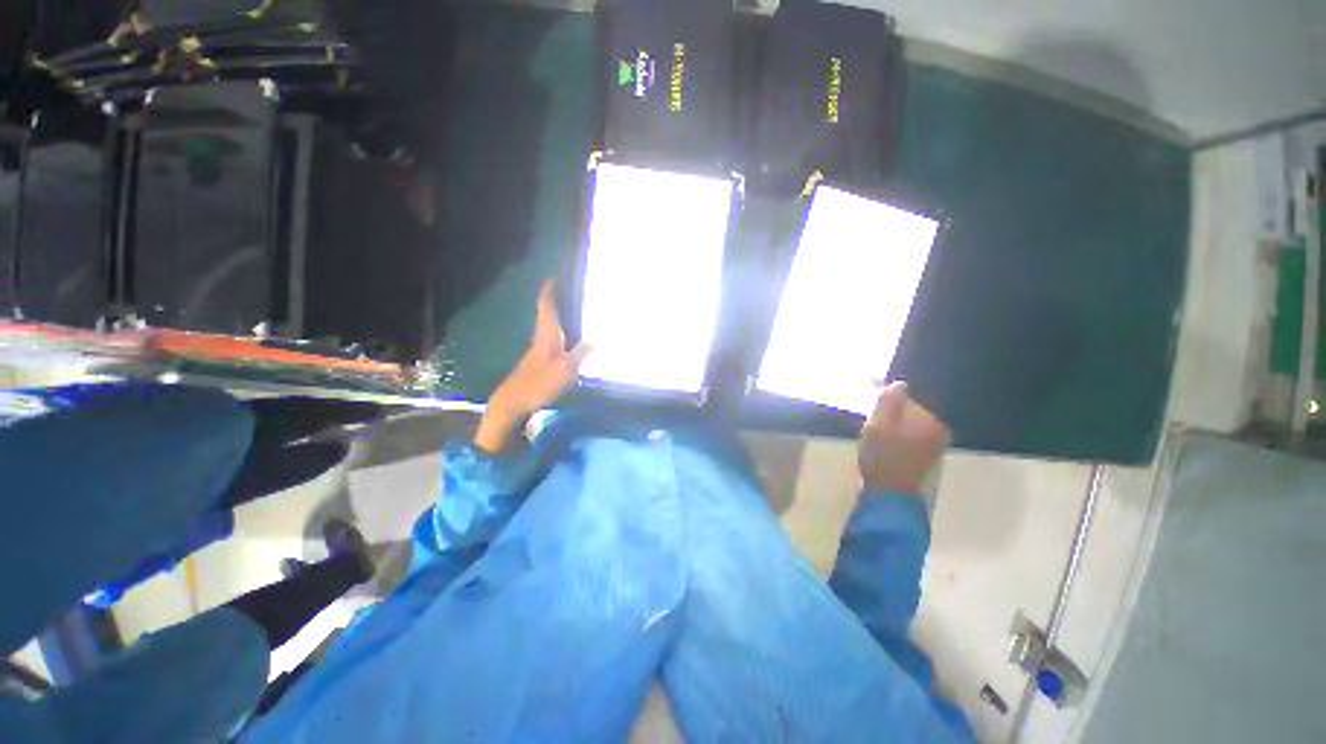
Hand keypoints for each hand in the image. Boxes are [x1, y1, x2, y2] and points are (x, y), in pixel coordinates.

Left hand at [474, 280, 589, 452]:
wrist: (513, 403)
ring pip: (549, 328)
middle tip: (572, 292)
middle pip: (547, 314)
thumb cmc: (539, 384)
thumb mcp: (565, 370)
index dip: (550, 290)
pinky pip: (551, 340)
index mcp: (545, 336)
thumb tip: (593, 340)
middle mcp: (540, 339)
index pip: (546, 306)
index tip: (555, 276)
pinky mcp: (537, 363)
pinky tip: (570, 340)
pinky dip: (560, 333)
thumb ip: (580, 354)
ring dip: (559, 317)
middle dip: (557, 301)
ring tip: (575, 312)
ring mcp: (537, 352)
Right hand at [859, 382, 949, 493]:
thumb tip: (900, 383)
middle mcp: (938, 430)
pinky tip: (885, 445)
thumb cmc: (882, 457)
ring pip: (909, 424)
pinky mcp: (926, 457)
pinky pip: (910, 436)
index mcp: (929, 420)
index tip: (869, 404)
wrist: (889, 495)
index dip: (885, 399)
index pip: (905, 399)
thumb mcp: (879, 425)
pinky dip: (897, 436)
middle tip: (871, 423)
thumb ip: (889, 401)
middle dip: (890, 412)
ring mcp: (935, 445)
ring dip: (893, 424)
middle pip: (909, 411)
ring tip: (876, 434)